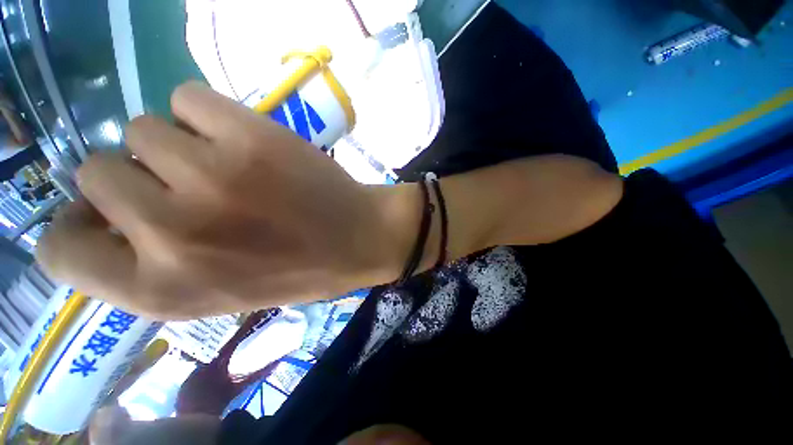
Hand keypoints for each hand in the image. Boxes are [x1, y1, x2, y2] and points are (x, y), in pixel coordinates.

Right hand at [38, 81, 413, 319]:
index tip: (102, 216)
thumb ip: (148, 266)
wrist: (359, 239)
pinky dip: (206, 114)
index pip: (58, 252)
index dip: (75, 227)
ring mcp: (210, 176)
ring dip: (174, 144)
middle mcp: (172, 232)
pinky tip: (243, 141)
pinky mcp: (249, 136)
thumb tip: (96, 214)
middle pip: (95, 169)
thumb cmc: (299, 268)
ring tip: (227, 167)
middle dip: (134, 175)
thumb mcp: (216, 291)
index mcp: (162, 289)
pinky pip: (189, 96)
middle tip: (188, 186)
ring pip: (141, 127)